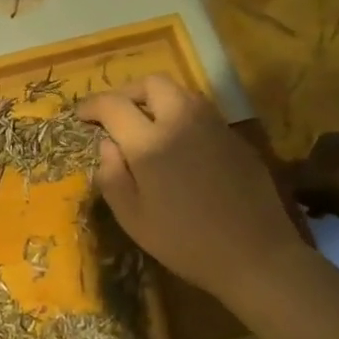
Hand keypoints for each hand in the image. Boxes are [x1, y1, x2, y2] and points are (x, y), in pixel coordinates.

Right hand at [78, 75, 305, 301]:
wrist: (256, 255)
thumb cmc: (185, 242)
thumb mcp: (133, 218)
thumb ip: (112, 176)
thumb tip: (107, 145)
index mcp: (151, 142)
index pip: (113, 105)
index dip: (92, 106)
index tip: (82, 115)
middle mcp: (182, 122)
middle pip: (152, 83)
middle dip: (128, 92)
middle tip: (116, 114)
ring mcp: (213, 126)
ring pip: (181, 92)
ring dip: (157, 100)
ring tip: (146, 125)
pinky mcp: (235, 138)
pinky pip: (201, 113)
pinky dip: (181, 117)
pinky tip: (179, 145)